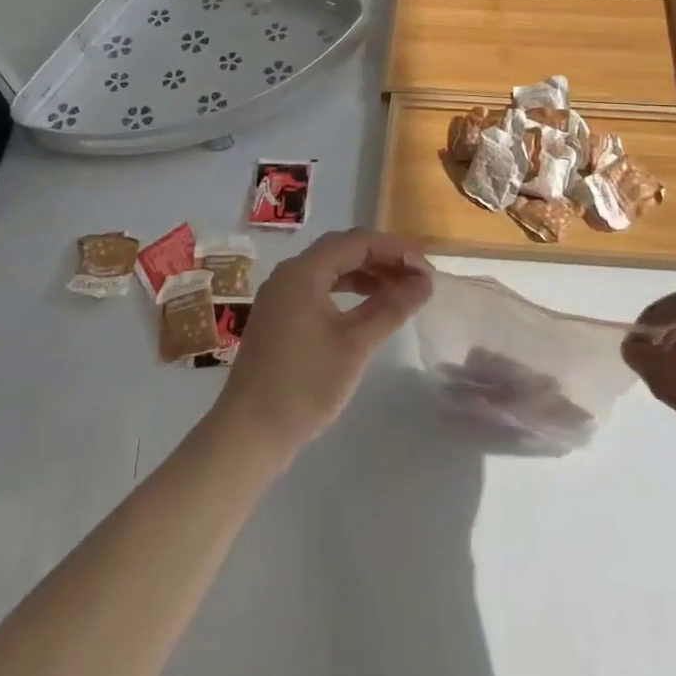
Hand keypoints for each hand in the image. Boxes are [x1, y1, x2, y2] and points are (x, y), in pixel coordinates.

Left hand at [216, 229, 433, 456]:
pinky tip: (366, 307)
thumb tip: (425, 281)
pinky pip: (318, 287)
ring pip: (330, 268)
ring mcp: (280, 295)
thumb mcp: (356, 344)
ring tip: (399, 291)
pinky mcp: (278, 316)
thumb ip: (392, 307)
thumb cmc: (306, 385)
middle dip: (382, 258)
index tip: (426, 269)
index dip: (396, 250)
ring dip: (366, 274)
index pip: (358, 242)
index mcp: (304, 271)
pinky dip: (346, 290)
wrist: (249, 434)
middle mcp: (288, 274)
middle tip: (416, 277)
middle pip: (342, 249)